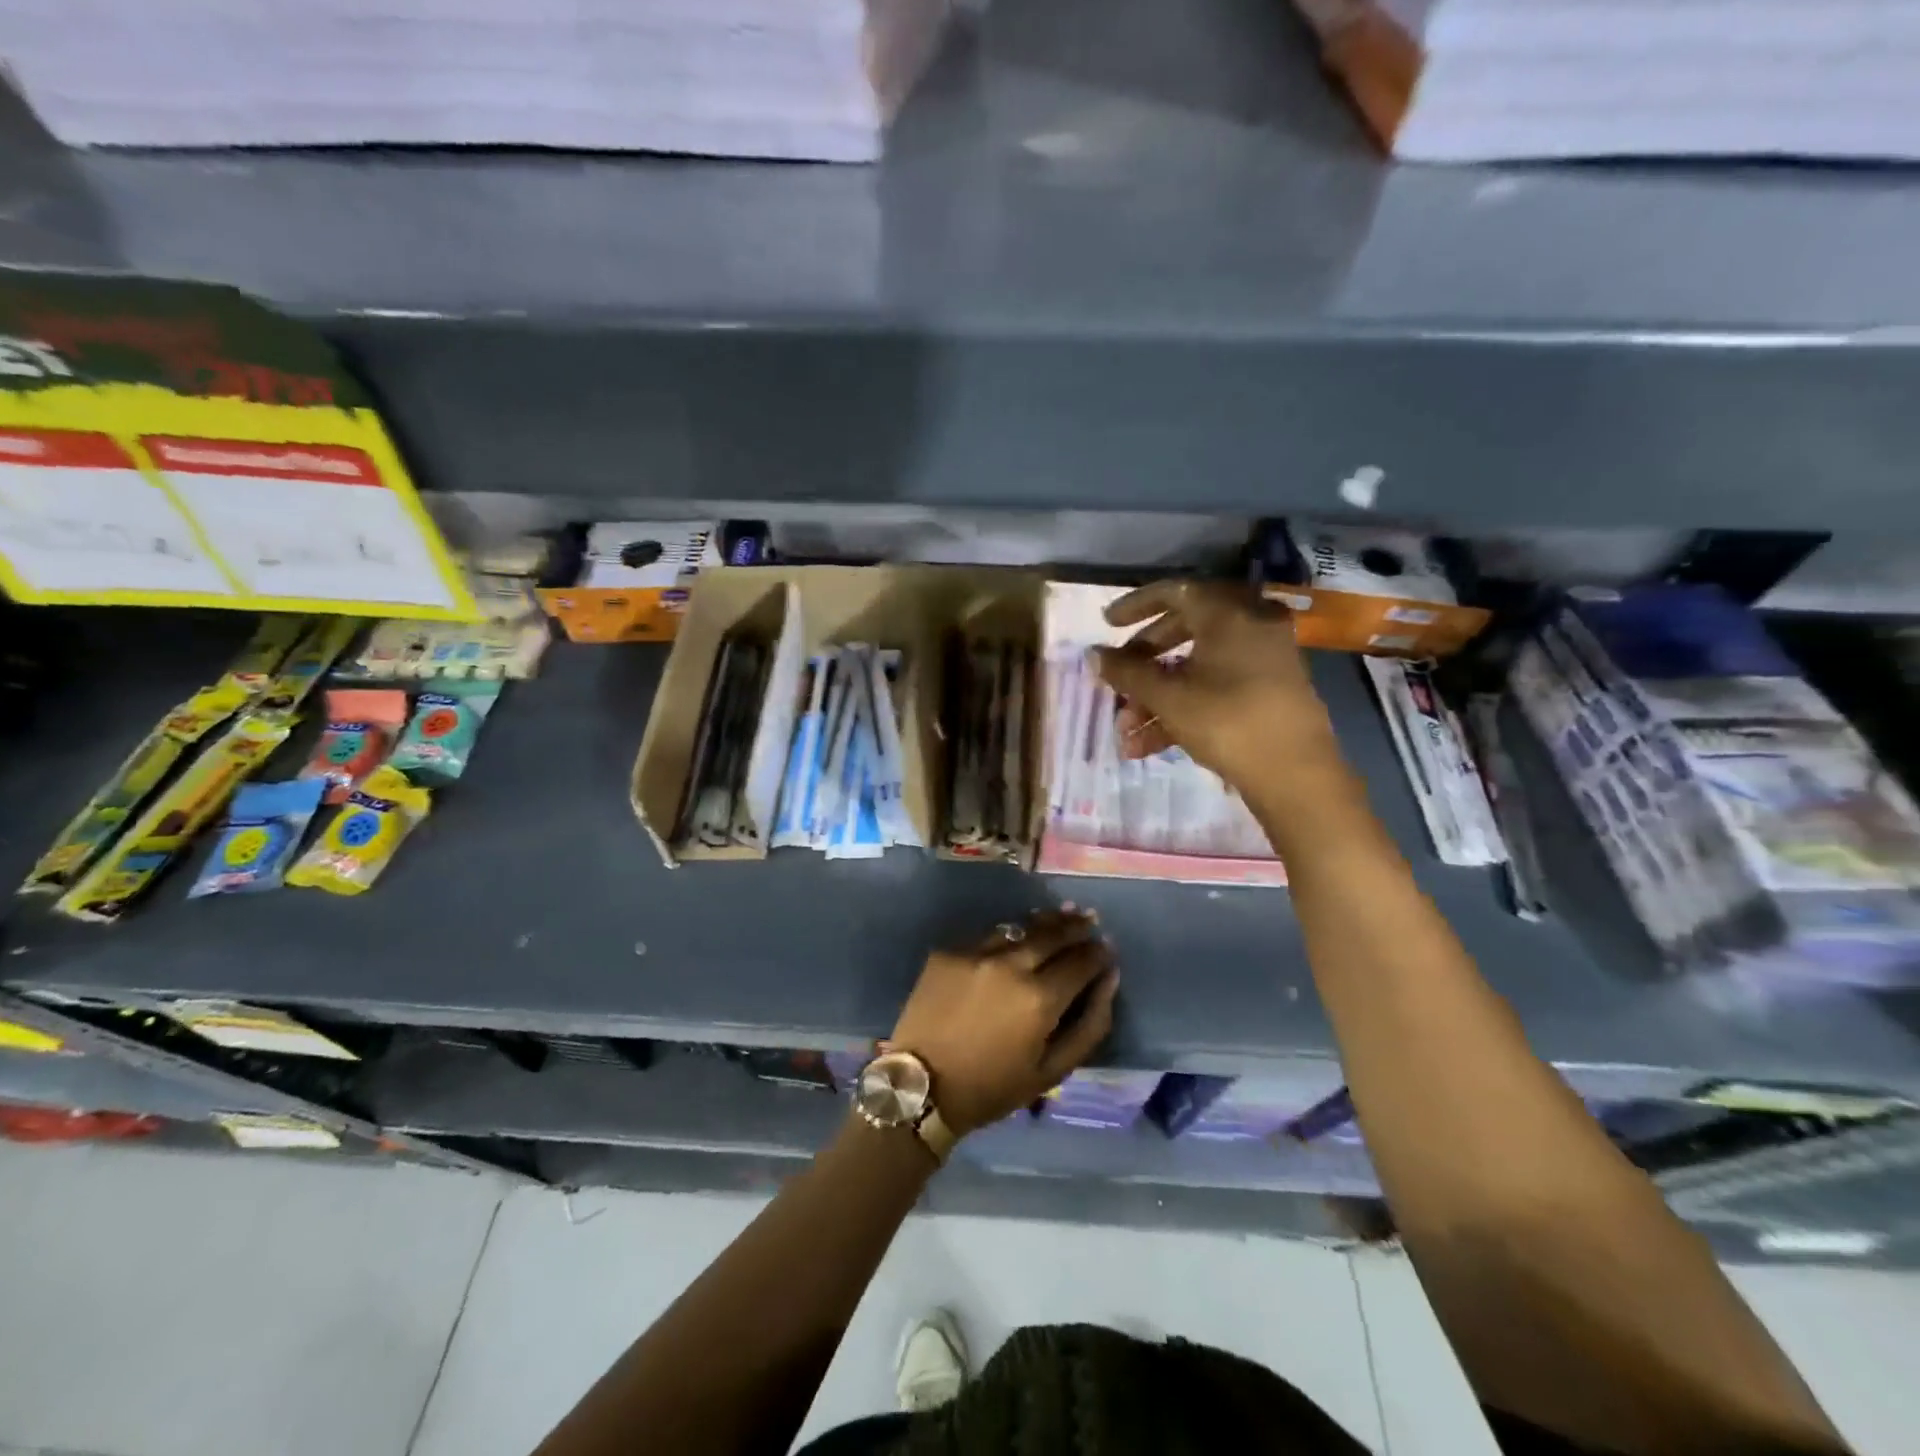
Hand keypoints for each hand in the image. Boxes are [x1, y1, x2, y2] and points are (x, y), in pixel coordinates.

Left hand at [888, 907, 1118, 1136]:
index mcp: (1039, 998)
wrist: (921, 1087)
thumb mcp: (1052, 1070)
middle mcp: (1009, 965)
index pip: (1081, 960)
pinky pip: (986, 938)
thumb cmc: (992, 1087)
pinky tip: (1015, 939)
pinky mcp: (947, 952)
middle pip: (1052, 934)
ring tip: (1061, 916)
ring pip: (1019, 928)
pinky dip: (1007, 938)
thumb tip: (1109, 978)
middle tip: (1089, 919)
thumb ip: (1090, 1023)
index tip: (1107, 948)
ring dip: (1043, 923)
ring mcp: (975, 953)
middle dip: (1076, 926)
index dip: (1098, 953)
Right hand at [1093, 580, 1346, 800]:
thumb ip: (1127, 672)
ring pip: (1197, 666)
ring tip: (1127, 732)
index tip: (1107, 624)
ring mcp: (1263, 658)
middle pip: (1184, 629)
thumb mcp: (1168, 697)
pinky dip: (1183, 707)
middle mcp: (1250, 625)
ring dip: (1157, 696)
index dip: (1135, 606)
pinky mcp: (1268, 690)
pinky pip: (1217, 686)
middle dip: (1144, 661)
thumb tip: (1094, 654)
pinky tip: (1149, 745)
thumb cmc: (1227, 722)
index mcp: (1228, 614)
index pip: (1174, 592)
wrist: (1295, 774)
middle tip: (1117, 679)